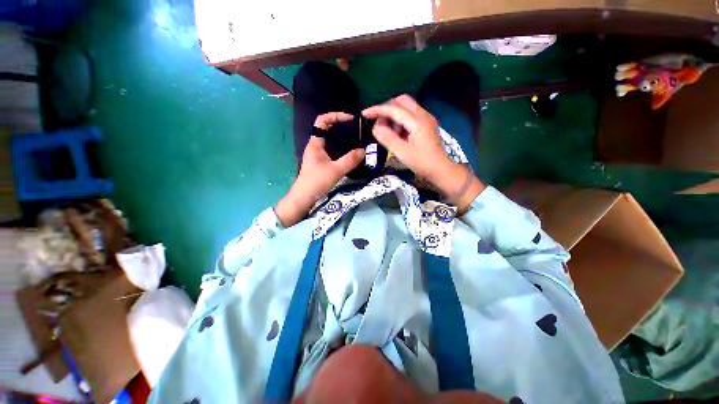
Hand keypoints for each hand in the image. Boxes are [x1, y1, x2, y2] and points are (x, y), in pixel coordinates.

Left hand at [275, 112, 364, 226]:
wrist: (304, 198)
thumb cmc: (316, 182)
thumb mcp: (335, 170)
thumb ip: (350, 160)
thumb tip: (363, 150)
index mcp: (315, 143)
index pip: (322, 120)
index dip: (336, 116)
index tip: (350, 119)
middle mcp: (316, 146)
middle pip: (328, 129)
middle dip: (342, 127)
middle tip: (357, 131)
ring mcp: (319, 155)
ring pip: (332, 141)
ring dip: (343, 139)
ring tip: (357, 141)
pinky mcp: (322, 163)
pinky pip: (333, 151)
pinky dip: (342, 150)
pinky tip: (351, 155)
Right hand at [362, 95, 484, 210]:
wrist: (441, 170)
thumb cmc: (422, 163)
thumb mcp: (402, 152)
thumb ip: (387, 138)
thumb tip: (375, 127)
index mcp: (417, 121)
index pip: (394, 108)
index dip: (378, 110)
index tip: (364, 114)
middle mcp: (423, 115)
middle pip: (402, 101)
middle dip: (386, 109)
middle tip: (377, 122)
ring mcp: (426, 118)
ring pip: (406, 107)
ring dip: (394, 115)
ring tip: (389, 132)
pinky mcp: (426, 124)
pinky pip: (410, 115)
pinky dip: (400, 120)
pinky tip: (398, 134)